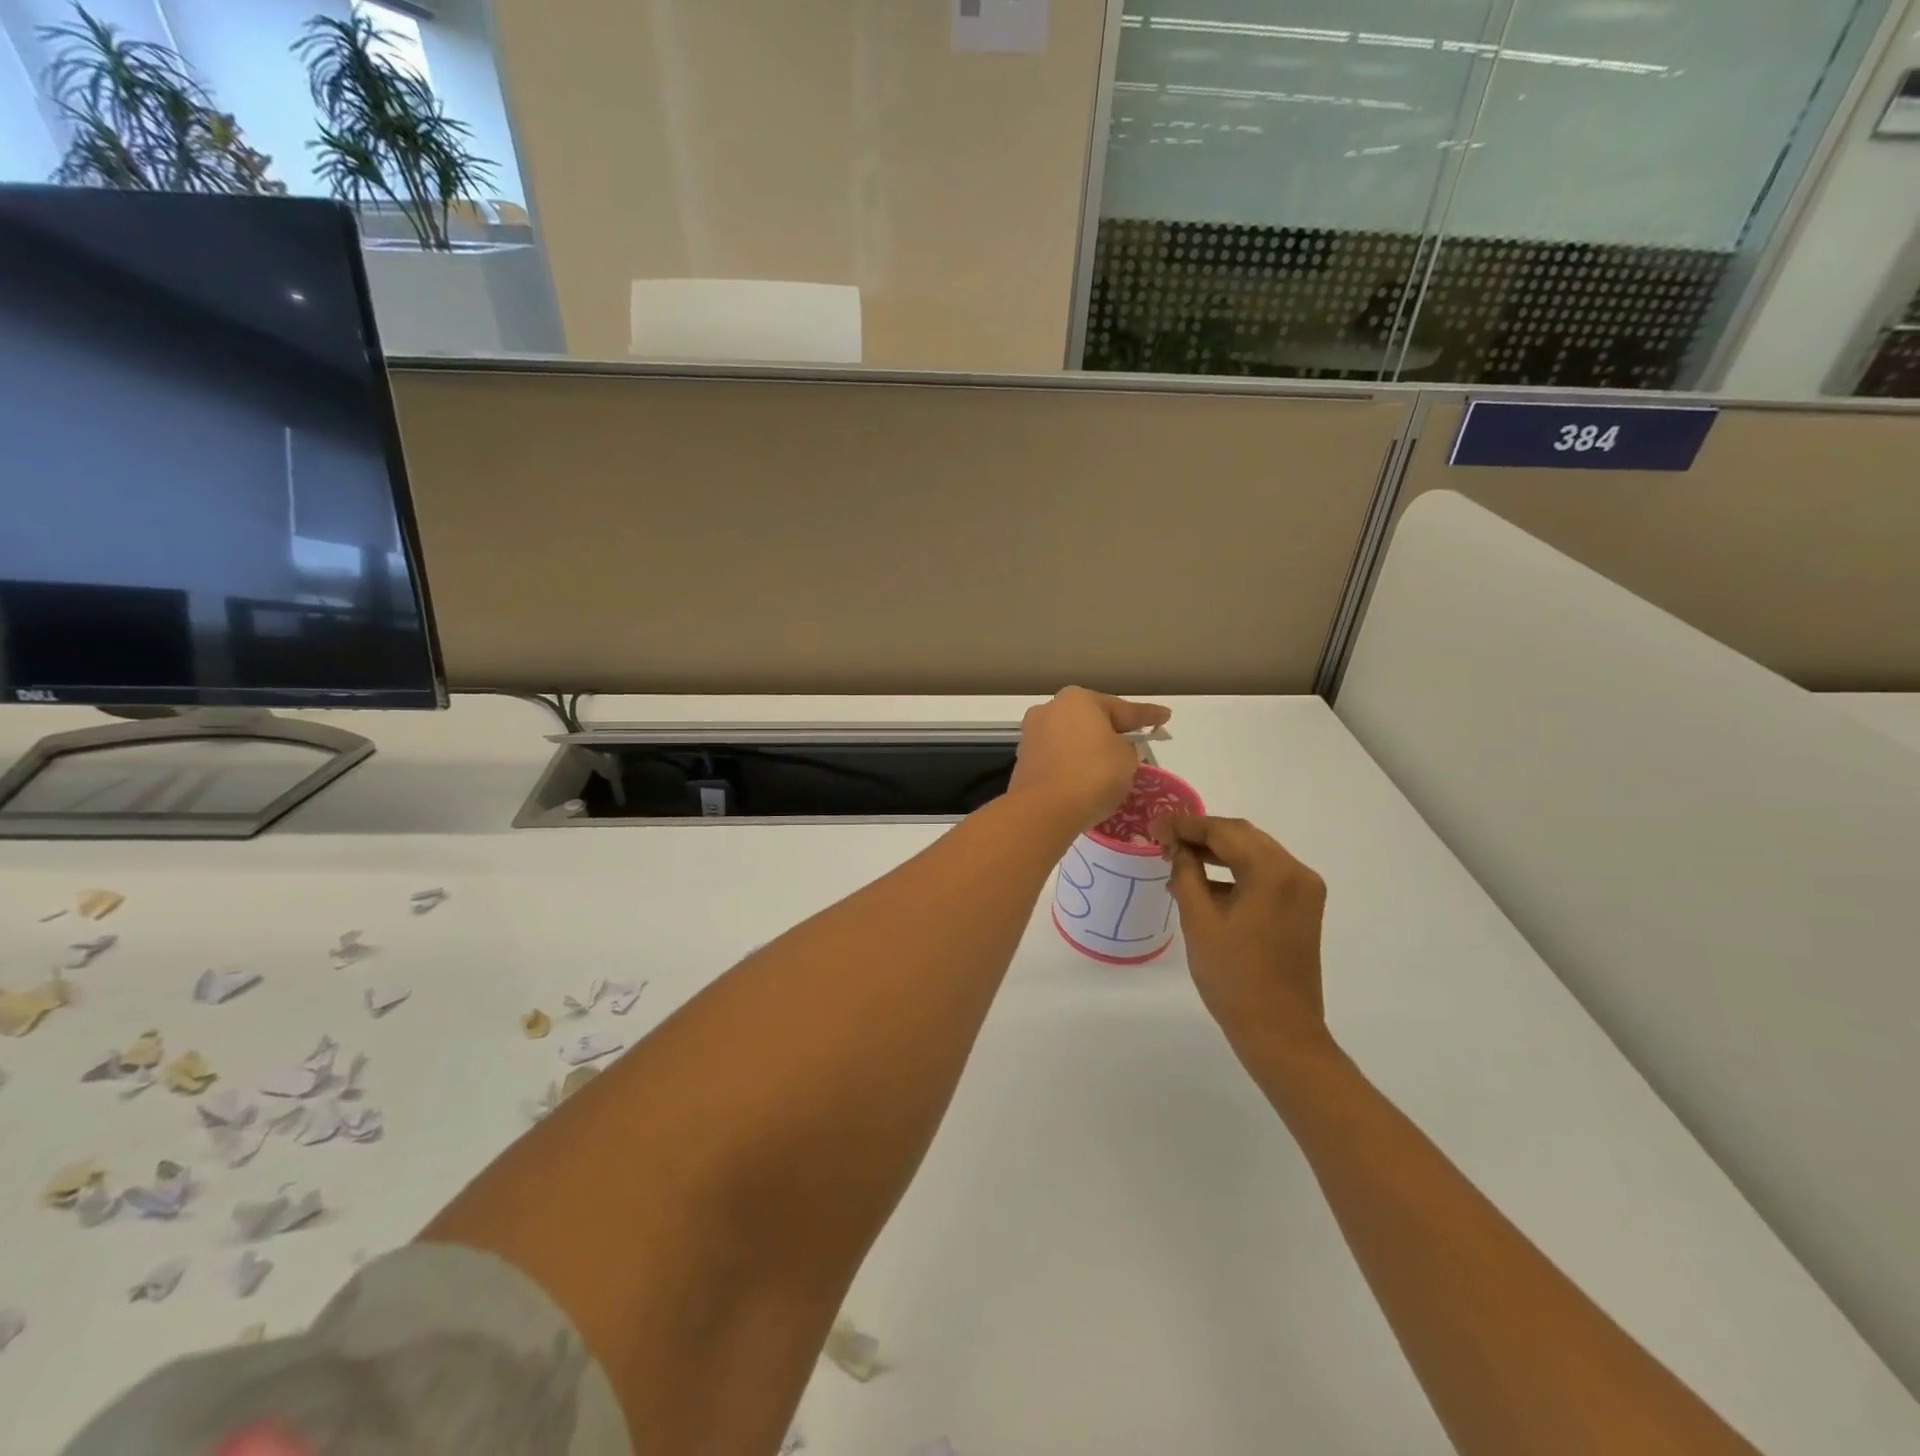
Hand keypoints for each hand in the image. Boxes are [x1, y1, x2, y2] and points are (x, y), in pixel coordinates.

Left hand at [1008, 687, 1170, 833]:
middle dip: (1111, 730)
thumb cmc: (1093, 775)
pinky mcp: (1024, 760)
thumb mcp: (1127, 759)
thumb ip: (1126, 747)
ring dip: (1089, 748)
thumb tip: (1113, 748)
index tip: (1165, 717)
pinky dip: (1073, 763)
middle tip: (1135, 740)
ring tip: (1110, 763)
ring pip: (1072, 738)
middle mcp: (1050, 709)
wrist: (1044, 810)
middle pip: (1091, 719)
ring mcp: (1032, 734)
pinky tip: (1085, 776)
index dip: (1148, 716)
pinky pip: (1058, 757)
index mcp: (1079, 699)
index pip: (1123, 709)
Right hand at [1155, 814, 1330, 1055]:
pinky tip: (1203, 883)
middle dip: (1201, 835)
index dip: (1186, 825)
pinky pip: (1264, 875)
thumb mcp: (1199, 921)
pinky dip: (1234, 872)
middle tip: (1163, 840)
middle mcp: (1296, 872)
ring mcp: (1303, 891)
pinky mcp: (1301, 908)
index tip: (1154, 827)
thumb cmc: (1234, 977)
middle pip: (1243, 837)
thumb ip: (1185, 874)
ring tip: (1177, 860)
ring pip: (1254, 854)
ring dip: (1217, 853)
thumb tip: (1177, 847)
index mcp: (1273, 872)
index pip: (1224, 831)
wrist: (1279, 1032)